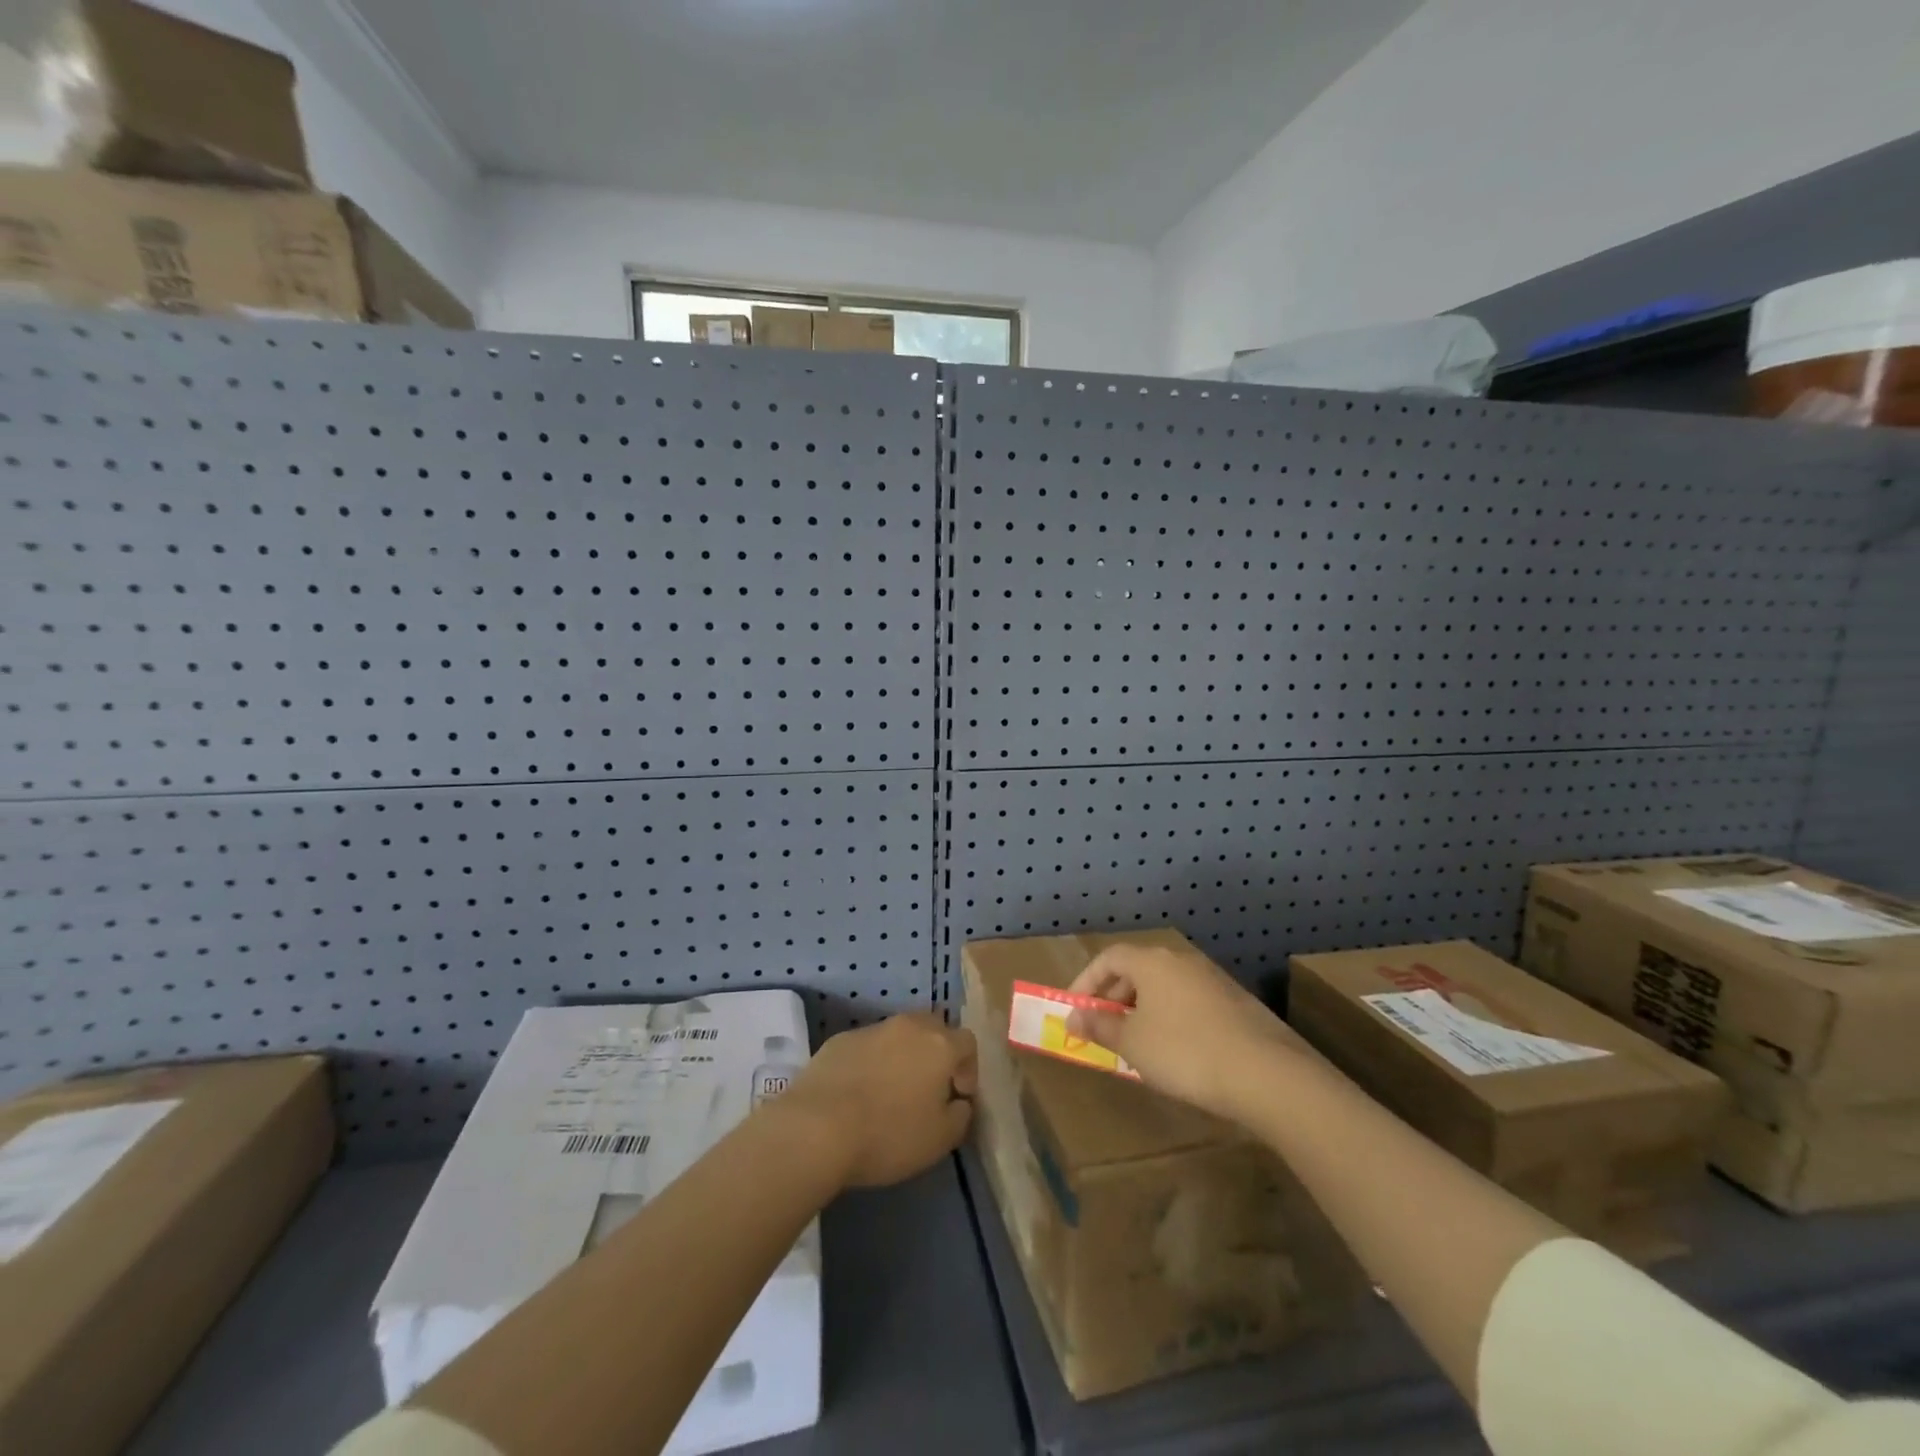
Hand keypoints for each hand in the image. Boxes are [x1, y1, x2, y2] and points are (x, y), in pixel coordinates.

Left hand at [779, 1013, 977, 1188]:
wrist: (817, 1127)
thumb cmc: (888, 1134)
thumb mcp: (940, 1140)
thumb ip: (960, 1116)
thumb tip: (959, 1102)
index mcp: (939, 1045)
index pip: (967, 1042)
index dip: (968, 1069)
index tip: (957, 1097)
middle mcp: (908, 1026)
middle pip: (933, 1029)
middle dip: (936, 1054)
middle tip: (928, 1089)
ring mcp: (871, 1029)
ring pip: (898, 1036)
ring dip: (902, 1057)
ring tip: (890, 1093)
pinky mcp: (839, 1039)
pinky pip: (867, 1046)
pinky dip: (871, 1062)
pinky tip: (858, 1094)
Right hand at [1066, 942, 1309, 1125]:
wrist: (1266, 1074)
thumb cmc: (1185, 1052)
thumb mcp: (1133, 1044)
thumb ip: (1100, 1027)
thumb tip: (1073, 1018)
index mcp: (1153, 961)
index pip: (1109, 958)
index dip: (1086, 982)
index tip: (1076, 1011)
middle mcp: (1182, 960)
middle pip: (1137, 970)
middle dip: (1114, 998)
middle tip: (1104, 1030)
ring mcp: (1213, 979)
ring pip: (1165, 987)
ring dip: (1143, 1010)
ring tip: (1137, 1045)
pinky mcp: (1237, 1003)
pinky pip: (1190, 1002)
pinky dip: (1172, 1019)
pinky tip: (1176, 1052)